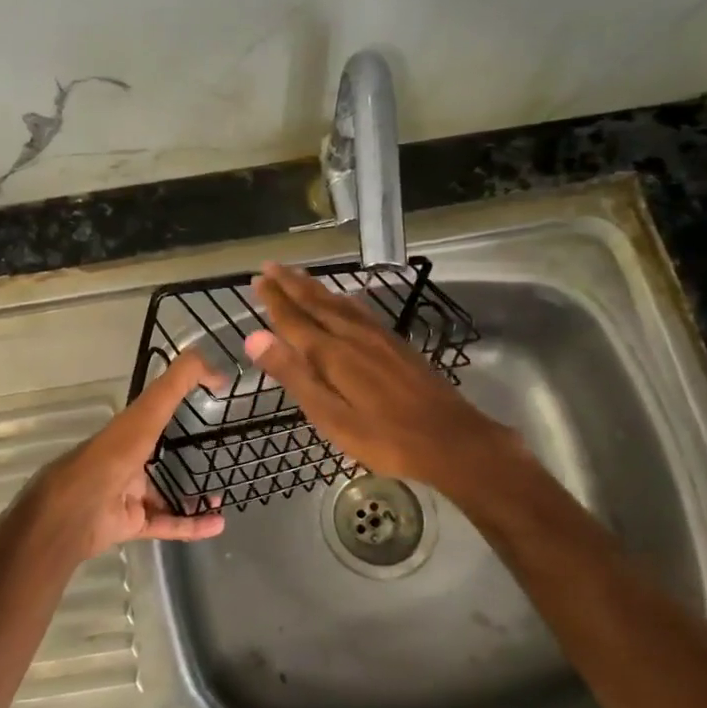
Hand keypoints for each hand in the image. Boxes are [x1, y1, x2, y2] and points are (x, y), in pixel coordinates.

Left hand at [13, 350, 226, 563]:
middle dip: (187, 456)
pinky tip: (217, 524)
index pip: (156, 412)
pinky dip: (191, 525)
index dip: (180, 404)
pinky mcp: (132, 523)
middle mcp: (127, 459)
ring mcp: (128, 493)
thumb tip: (215, 365)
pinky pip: (167, 524)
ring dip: (192, 495)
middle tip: (219, 457)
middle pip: (160, 456)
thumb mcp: (147, 411)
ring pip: (165, 494)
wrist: (76, 511)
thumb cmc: (112, 455)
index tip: (210, 404)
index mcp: (128, 430)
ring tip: (221, 494)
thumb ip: (177, 384)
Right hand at [242, 262, 522, 494]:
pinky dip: (344, 298)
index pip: (295, 319)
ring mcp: (379, 338)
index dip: (274, 300)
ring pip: (340, 303)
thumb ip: (293, 375)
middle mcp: (354, 336)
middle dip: (291, 284)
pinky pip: (361, 310)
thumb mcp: (330, 416)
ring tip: (299, 274)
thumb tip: (254, 337)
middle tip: (270, 266)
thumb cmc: (384, 438)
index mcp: (333, 354)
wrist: (452, 441)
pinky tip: (346, 298)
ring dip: (316, 287)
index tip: (257, 280)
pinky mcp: (397, 345)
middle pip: (317, 303)